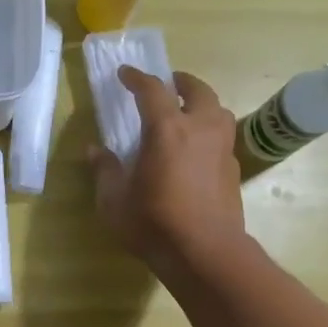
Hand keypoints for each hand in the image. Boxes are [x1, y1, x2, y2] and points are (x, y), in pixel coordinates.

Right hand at [91, 67, 246, 277]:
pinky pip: (223, 138)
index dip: (137, 78)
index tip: (125, 73)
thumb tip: (94, 151)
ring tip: (188, 113)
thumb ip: (105, 171)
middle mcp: (200, 129)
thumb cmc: (154, 224)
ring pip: (218, 111)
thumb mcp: (115, 201)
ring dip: (202, 104)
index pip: (151, 90)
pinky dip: (210, 132)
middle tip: (168, 84)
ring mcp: (222, 148)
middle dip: (181, 82)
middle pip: (197, 90)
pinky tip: (198, 149)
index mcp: (167, 129)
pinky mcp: (233, 169)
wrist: (205, 253)